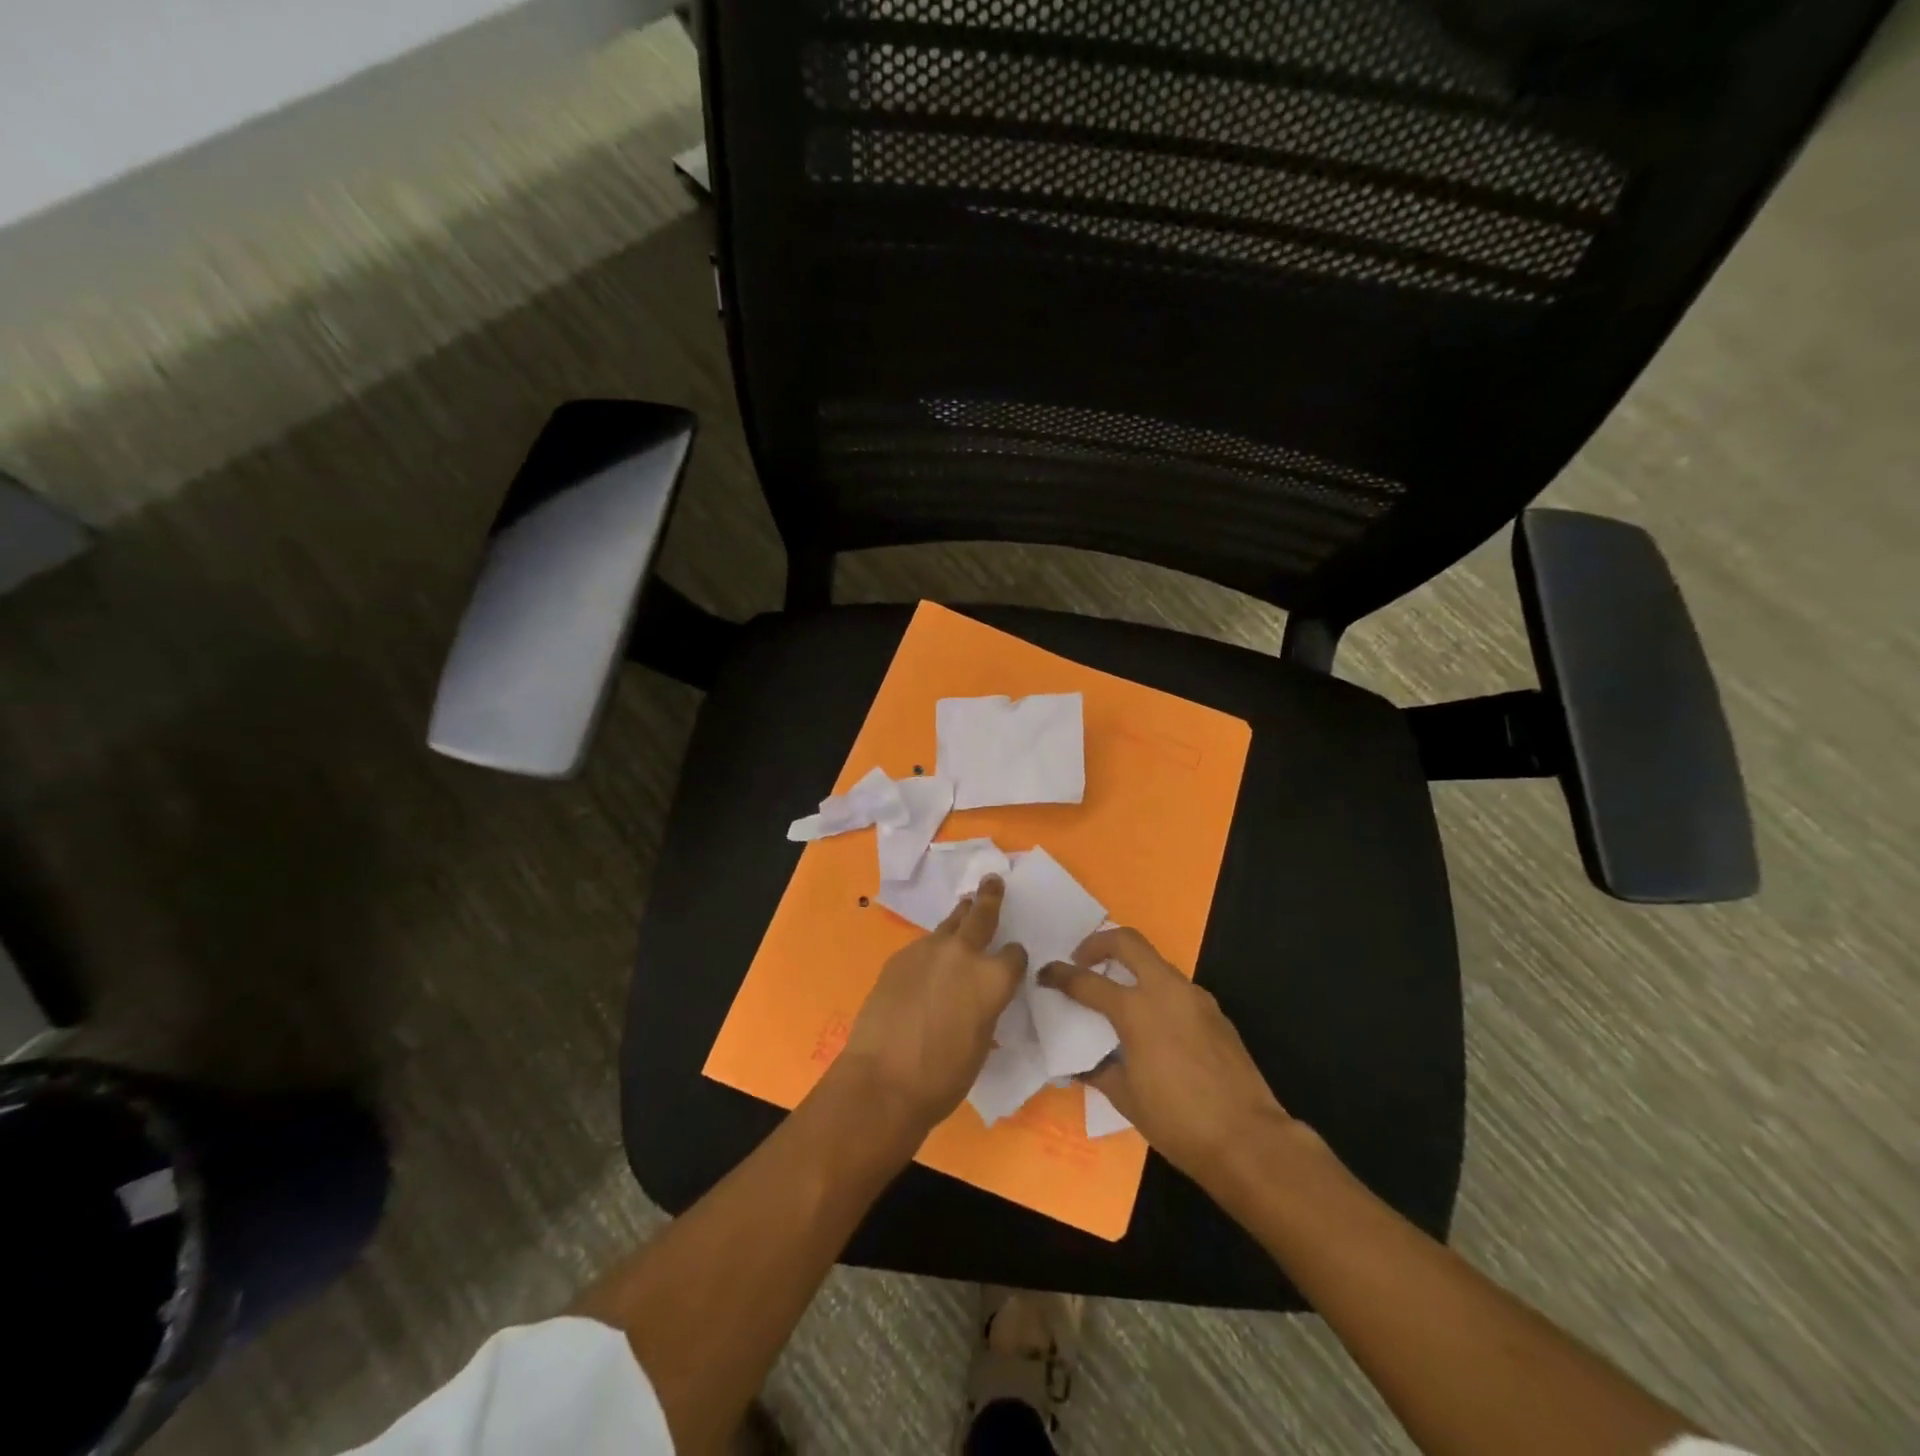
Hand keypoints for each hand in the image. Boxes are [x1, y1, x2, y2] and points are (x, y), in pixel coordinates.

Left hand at [836, 876, 1026, 1133]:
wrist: (883, 1080)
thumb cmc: (943, 1076)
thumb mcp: (981, 1043)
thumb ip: (985, 1008)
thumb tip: (979, 1000)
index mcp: (993, 979)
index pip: (1015, 955)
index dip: (1014, 959)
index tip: (1012, 963)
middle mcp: (963, 954)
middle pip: (981, 914)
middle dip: (990, 897)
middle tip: (992, 881)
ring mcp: (928, 950)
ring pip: (949, 924)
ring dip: (958, 919)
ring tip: (963, 910)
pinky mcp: (899, 957)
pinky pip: (923, 946)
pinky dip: (931, 950)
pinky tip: (925, 967)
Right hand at [1038, 928, 1294, 1188]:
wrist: (1248, 1140)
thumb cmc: (1178, 1122)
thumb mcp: (1126, 1098)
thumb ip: (1099, 1070)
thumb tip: (1081, 1064)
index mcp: (1136, 1010)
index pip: (1087, 981)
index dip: (1060, 975)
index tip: (1045, 974)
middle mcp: (1165, 990)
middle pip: (1127, 941)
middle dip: (1098, 943)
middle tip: (1082, 960)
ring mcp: (1194, 997)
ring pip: (1156, 961)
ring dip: (1131, 965)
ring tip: (1116, 991)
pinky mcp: (1214, 1012)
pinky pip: (1177, 987)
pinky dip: (1156, 990)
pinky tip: (1152, 1022)